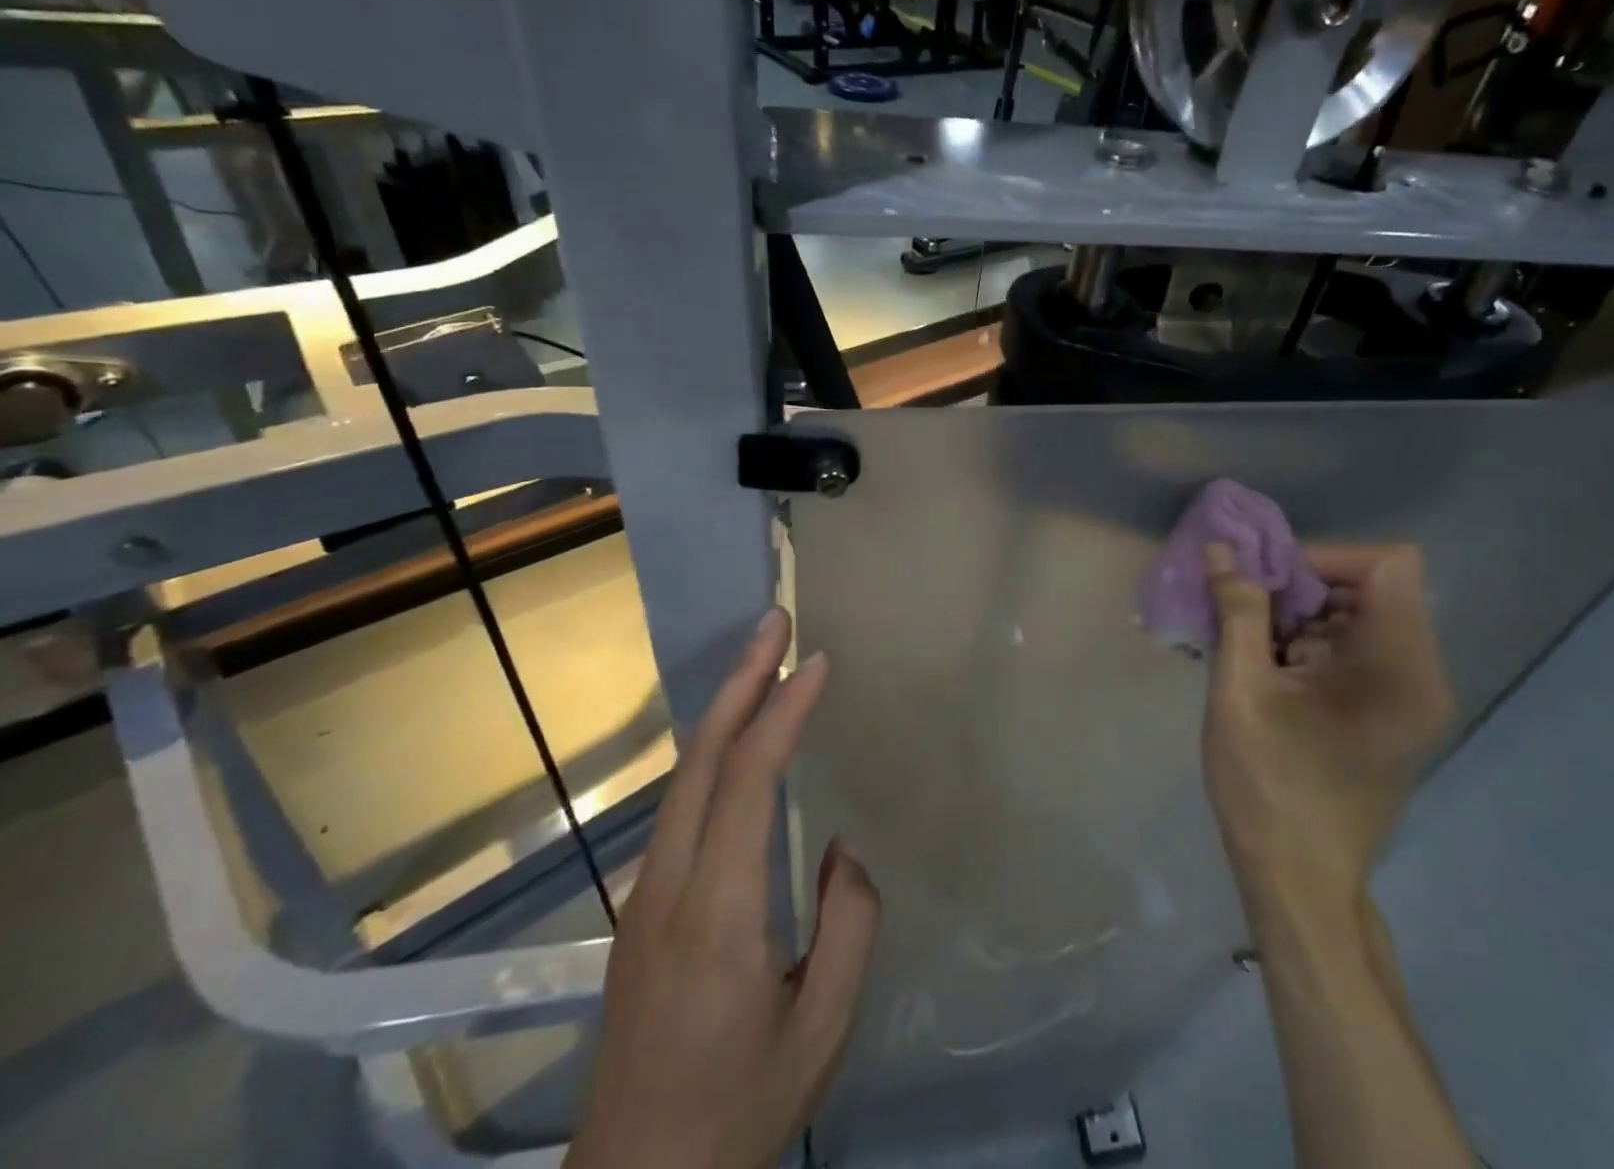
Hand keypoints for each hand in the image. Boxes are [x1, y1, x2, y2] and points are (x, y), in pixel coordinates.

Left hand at [567, 608, 879, 1168]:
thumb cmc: (738, 1115)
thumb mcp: (822, 1034)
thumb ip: (848, 927)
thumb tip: (841, 848)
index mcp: (716, 915)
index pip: (747, 783)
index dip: (782, 712)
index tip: (815, 662)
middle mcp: (668, 886)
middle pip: (700, 759)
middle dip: (740, 681)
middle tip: (775, 622)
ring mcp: (645, 895)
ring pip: (683, 777)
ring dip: (724, 709)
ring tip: (763, 661)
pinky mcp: (641, 909)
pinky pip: (680, 805)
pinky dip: (713, 750)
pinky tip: (736, 740)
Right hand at [1201, 542, 1452, 929]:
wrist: (1300, 881)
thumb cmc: (1269, 786)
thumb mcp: (1240, 691)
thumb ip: (1237, 611)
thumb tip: (1222, 548)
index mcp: (1399, 666)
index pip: (1387, 563)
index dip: (1325, 557)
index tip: (1269, 584)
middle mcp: (1421, 674)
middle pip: (1372, 586)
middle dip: (1303, 588)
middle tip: (1247, 613)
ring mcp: (1411, 697)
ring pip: (1360, 616)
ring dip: (1301, 617)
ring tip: (1251, 648)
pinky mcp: (1392, 714)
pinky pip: (1358, 649)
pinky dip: (1311, 645)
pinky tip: (1269, 675)